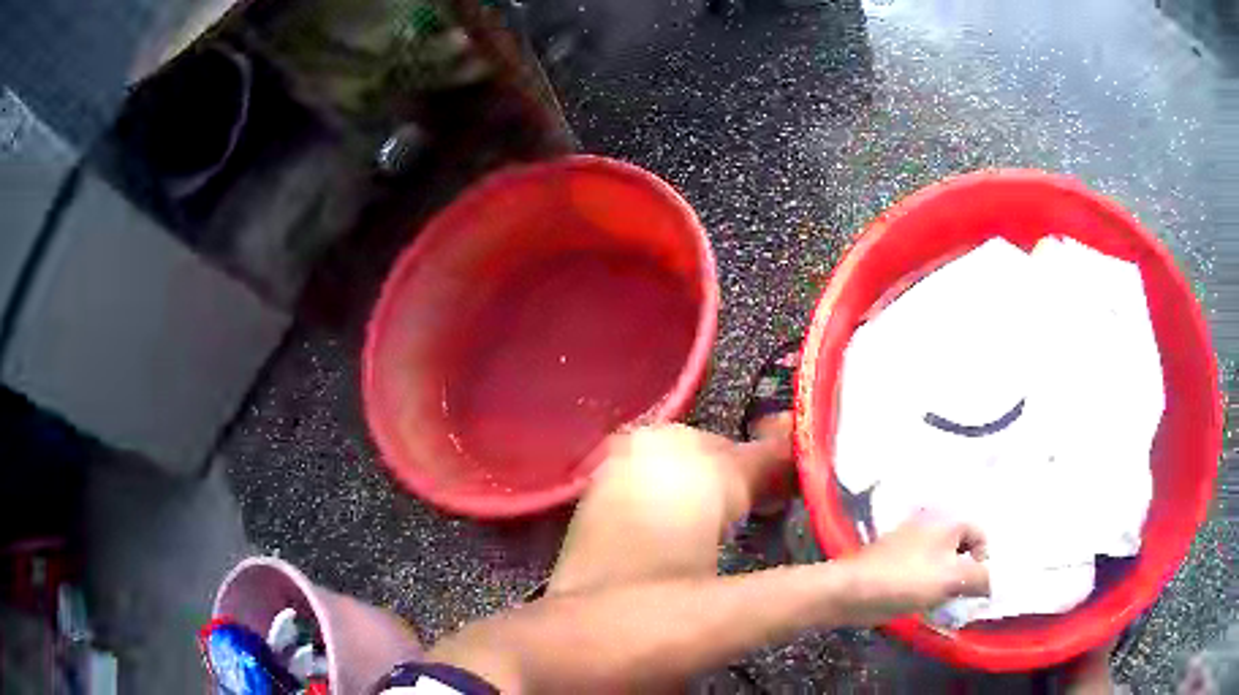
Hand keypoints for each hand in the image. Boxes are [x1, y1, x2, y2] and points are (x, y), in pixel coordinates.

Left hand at [838, 513, 989, 625]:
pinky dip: (930, 589)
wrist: (851, 592)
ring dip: (948, 585)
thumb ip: (981, 578)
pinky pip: (924, 575)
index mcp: (946, 521)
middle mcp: (930, 528)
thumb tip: (996, 582)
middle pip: (961, 550)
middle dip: (966, 574)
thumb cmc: (906, 580)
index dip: (984, 559)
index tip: (977, 584)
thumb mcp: (952, 578)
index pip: (980, 534)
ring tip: (946, 604)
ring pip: (942, 565)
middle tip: (964, 597)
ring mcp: (911, 547)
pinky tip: (927, 606)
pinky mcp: (896, 567)